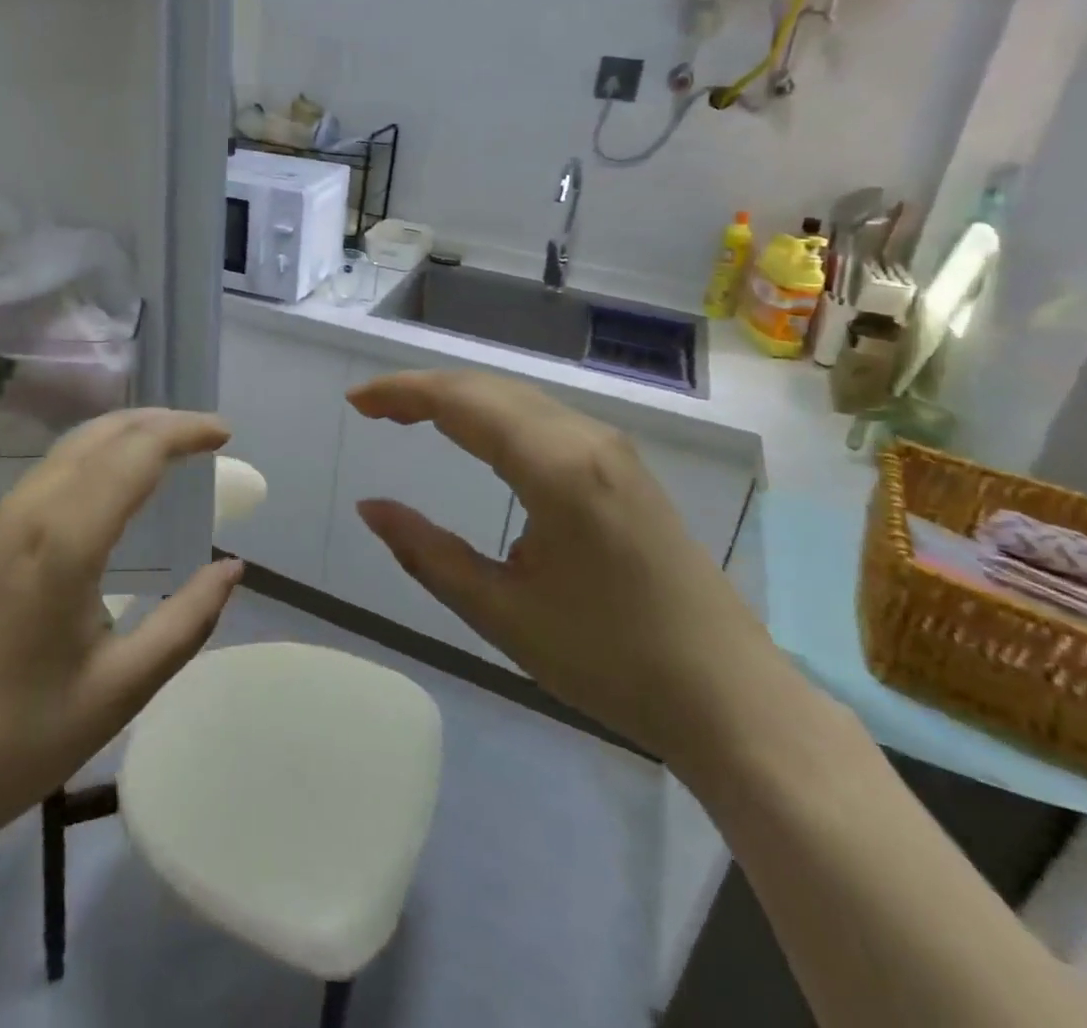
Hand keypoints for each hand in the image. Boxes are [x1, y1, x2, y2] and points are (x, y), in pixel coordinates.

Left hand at [0, 409, 242, 886]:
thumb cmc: (17, 742)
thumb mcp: (120, 690)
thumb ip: (186, 622)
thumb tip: (231, 568)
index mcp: (64, 543)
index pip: (134, 455)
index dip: (184, 432)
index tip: (224, 434)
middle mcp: (27, 514)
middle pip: (99, 435)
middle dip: (157, 421)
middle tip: (204, 434)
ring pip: (68, 449)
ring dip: (123, 434)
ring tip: (169, 448)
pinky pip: (47, 473)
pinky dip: (93, 457)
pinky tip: (111, 483)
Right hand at [348, 370, 775, 764]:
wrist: (731, 698)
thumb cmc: (610, 661)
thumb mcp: (501, 613)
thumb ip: (426, 552)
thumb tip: (369, 507)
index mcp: (556, 468)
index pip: (462, 402)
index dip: (401, 393)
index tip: (355, 402)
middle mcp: (586, 439)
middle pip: (488, 388)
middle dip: (423, 390)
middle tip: (371, 409)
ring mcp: (613, 449)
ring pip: (517, 398)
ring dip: (459, 399)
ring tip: (407, 416)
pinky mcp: (625, 467)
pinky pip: (543, 418)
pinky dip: (493, 415)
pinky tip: (474, 436)